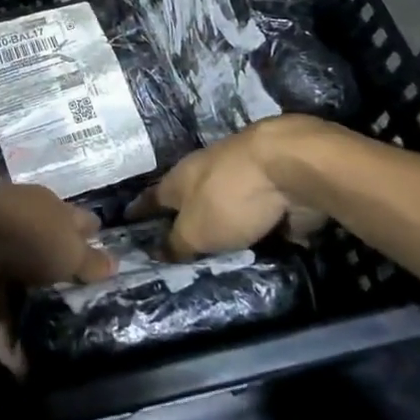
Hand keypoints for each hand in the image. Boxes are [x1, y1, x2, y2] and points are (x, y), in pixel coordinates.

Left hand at [0, 180, 117, 374]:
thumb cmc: (26, 233)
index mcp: (48, 208)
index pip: (77, 220)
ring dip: (30, 305)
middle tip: (79, 299)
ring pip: (18, 278)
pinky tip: (21, 370)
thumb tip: (113, 264)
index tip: (104, 256)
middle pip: (46, 247)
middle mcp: (22, 225)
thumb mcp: (69, 250)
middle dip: (58, 267)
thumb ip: (90, 260)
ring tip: (52, 337)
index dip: (91, 236)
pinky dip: (7, 339)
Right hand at [128, 119, 329, 260]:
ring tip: (216, 248)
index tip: (127, 219)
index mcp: (179, 178)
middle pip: (188, 196)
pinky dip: (254, 221)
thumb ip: (176, 244)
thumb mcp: (196, 231)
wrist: (291, 166)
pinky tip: (258, 241)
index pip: (152, 197)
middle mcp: (205, 171)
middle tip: (176, 242)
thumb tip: (156, 253)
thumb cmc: (230, 197)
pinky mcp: (273, 184)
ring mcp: (241, 175)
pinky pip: (256, 210)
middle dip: (182, 214)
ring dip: (220, 218)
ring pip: (223, 201)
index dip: (139, 210)